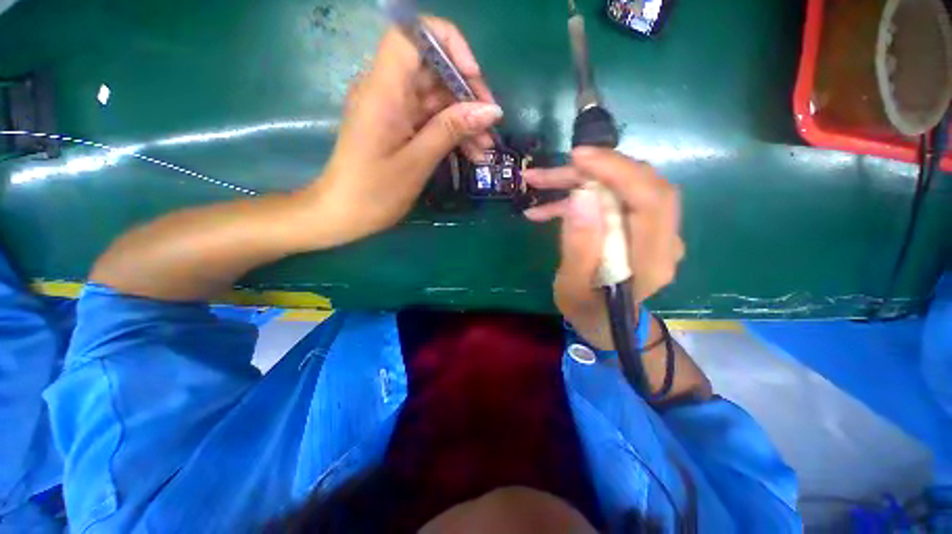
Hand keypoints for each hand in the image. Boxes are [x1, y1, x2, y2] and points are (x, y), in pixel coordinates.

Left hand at [305, 17, 501, 247]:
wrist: (344, 214)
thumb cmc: (375, 192)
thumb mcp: (417, 162)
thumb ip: (451, 130)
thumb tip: (491, 111)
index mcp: (383, 90)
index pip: (413, 36)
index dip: (448, 45)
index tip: (473, 77)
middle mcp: (387, 90)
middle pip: (433, 70)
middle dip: (467, 95)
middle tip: (491, 127)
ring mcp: (393, 109)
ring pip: (437, 99)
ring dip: (464, 120)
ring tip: (485, 149)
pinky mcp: (398, 127)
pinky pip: (431, 120)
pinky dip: (452, 133)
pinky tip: (472, 153)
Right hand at [523, 148, 684, 349]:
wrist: (604, 322)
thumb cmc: (587, 311)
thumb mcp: (572, 287)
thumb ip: (578, 247)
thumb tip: (582, 197)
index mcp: (652, 260)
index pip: (651, 199)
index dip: (618, 170)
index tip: (579, 157)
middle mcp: (662, 240)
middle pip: (640, 184)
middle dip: (595, 170)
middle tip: (554, 170)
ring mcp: (652, 232)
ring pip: (624, 187)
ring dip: (581, 181)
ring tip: (539, 182)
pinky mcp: (636, 227)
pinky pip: (613, 199)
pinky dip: (580, 197)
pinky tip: (546, 207)